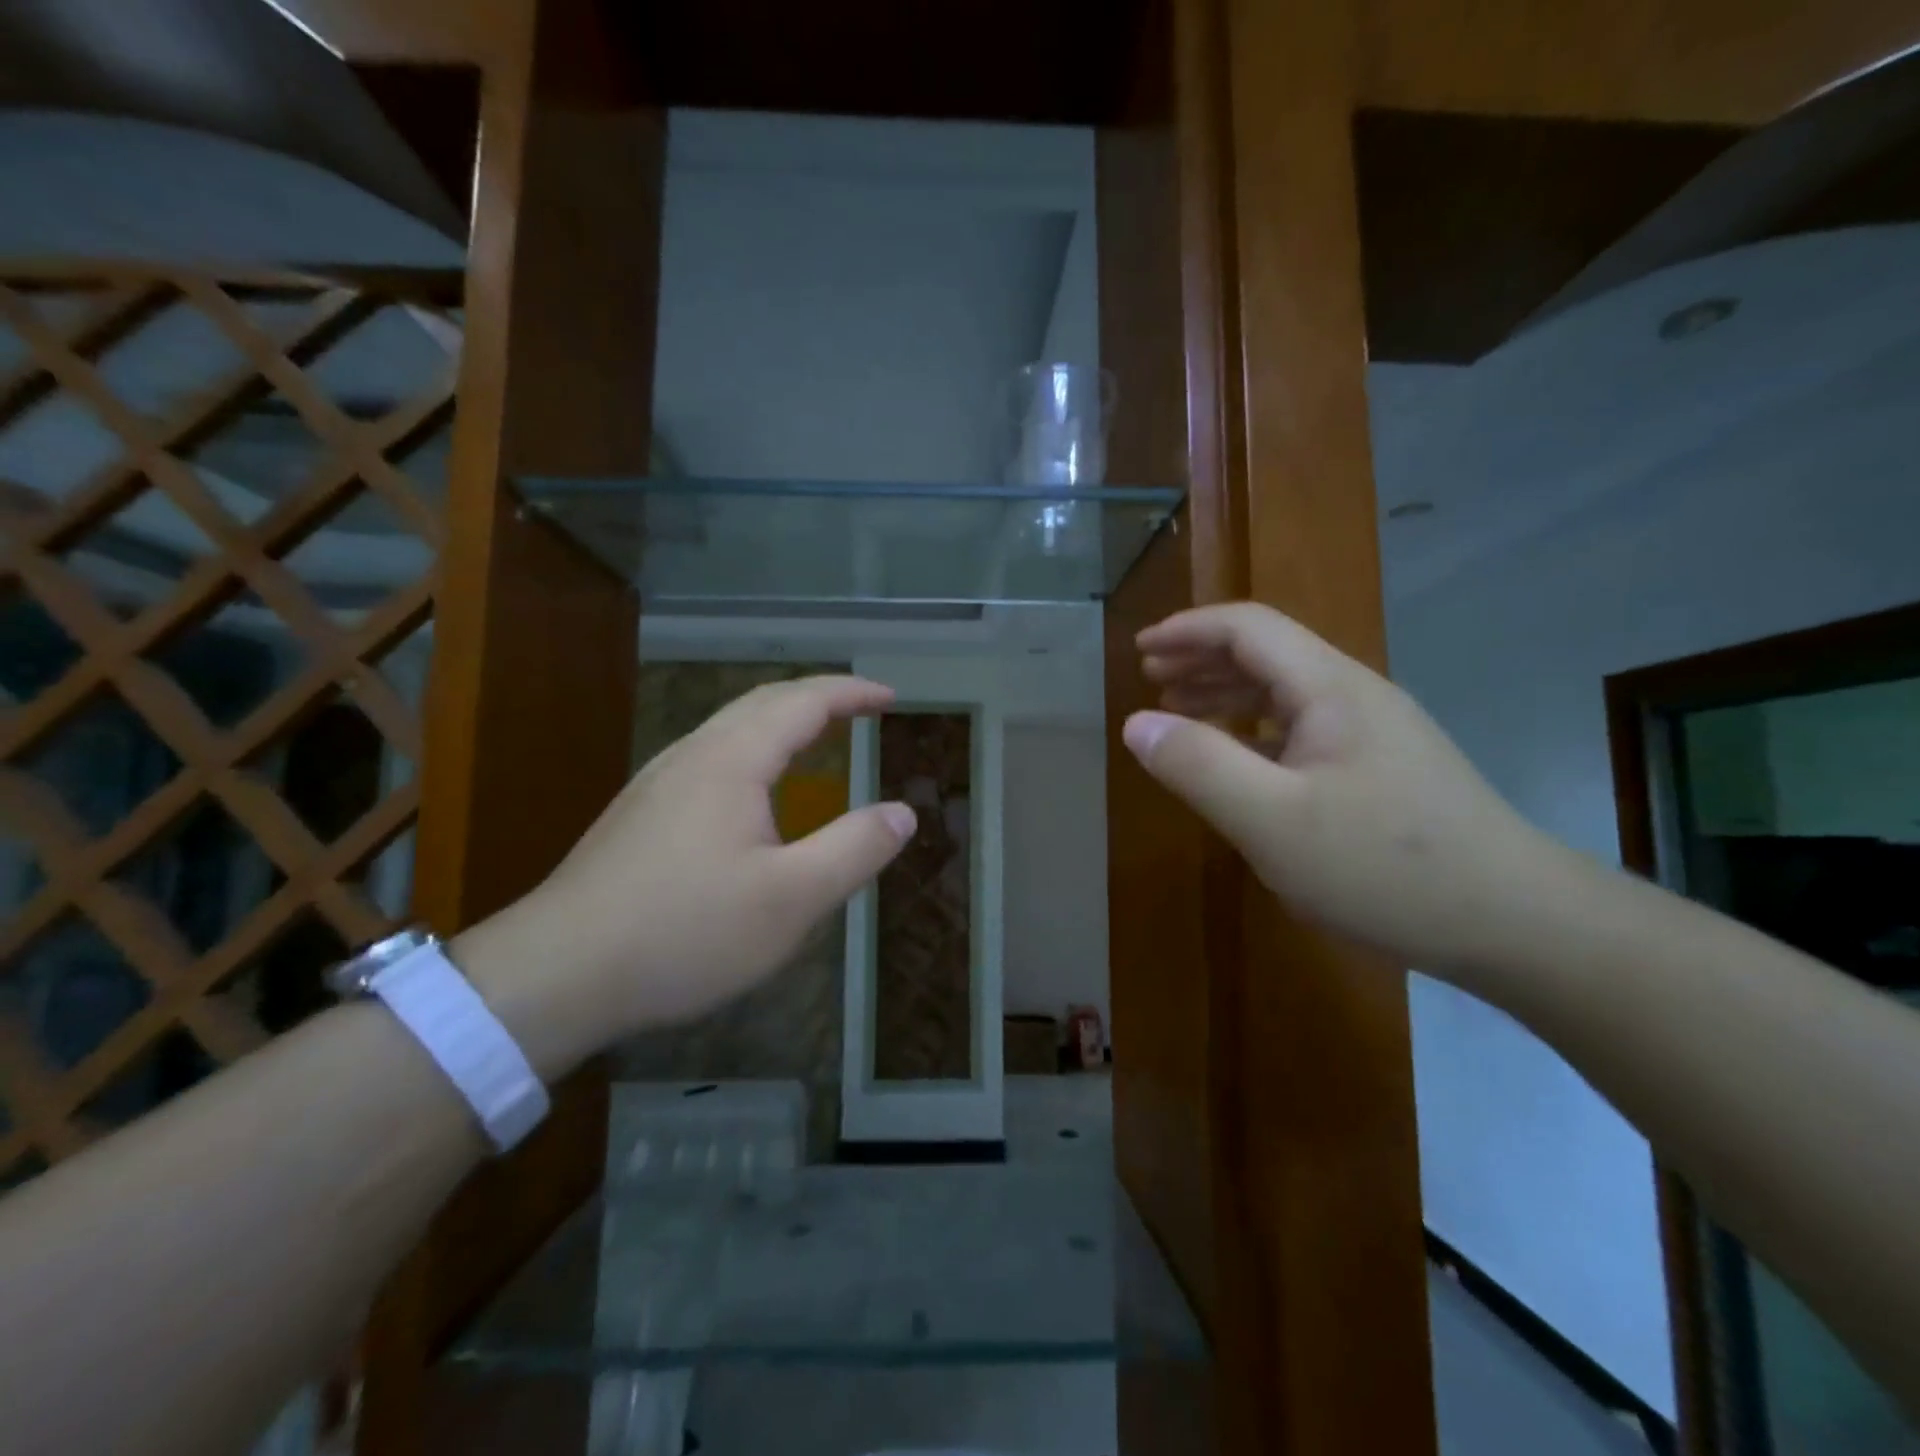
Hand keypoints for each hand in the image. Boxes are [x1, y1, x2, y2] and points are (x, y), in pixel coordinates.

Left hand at [456, 676, 914, 1075]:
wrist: (555, 975)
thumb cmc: (684, 932)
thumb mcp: (790, 900)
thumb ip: (854, 850)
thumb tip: (903, 812)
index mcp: (731, 761)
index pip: (802, 702)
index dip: (851, 693)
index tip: (890, 696)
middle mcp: (691, 756)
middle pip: (762, 703)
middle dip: (818, 698)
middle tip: (861, 709)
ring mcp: (657, 784)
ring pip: (729, 729)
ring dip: (782, 721)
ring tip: (817, 739)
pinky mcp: (638, 816)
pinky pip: (710, 757)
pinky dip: (754, 750)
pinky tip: (754, 793)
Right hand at [1123, 602, 1570, 975]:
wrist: (1515, 922)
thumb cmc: (1384, 866)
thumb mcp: (1272, 821)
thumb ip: (1199, 766)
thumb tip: (1136, 724)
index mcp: (1329, 688)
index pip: (1248, 627)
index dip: (1188, 629)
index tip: (1139, 649)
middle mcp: (1353, 696)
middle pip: (1268, 651)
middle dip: (1202, 656)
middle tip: (1150, 677)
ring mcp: (1373, 733)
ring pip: (1286, 690)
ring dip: (1226, 691)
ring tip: (1179, 711)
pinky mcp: (1381, 769)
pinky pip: (1302, 729)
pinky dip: (1255, 729)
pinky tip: (1238, 759)